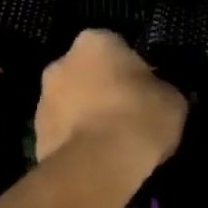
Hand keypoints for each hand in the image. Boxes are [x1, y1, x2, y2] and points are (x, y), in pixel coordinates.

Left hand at [34, 30, 185, 180]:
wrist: (97, 166)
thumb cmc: (139, 118)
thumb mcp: (173, 100)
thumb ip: (162, 89)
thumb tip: (158, 94)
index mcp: (95, 41)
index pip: (117, 47)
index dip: (133, 70)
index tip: (146, 92)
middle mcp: (61, 61)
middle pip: (88, 72)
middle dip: (103, 89)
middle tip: (128, 115)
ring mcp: (43, 98)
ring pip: (72, 102)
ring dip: (86, 115)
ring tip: (112, 144)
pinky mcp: (35, 134)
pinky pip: (63, 131)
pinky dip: (76, 141)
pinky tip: (96, 160)